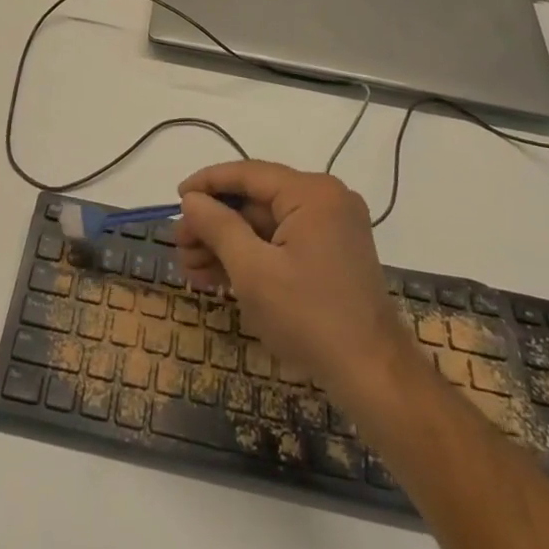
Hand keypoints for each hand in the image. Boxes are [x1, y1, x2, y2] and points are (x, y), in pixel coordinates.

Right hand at [175, 161, 410, 402]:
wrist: (372, 374)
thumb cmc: (308, 316)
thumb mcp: (252, 270)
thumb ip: (218, 226)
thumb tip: (191, 199)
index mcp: (311, 193)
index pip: (248, 174)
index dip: (208, 183)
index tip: (175, 197)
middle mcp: (325, 199)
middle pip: (256, 201)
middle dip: (214, 224)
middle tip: (179, 245)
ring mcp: (332, 227)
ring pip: (266, 225)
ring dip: (228, 244)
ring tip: (190, 268)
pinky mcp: (332, 253)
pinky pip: (282, 242)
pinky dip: (252, 256)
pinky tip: (218, 276)